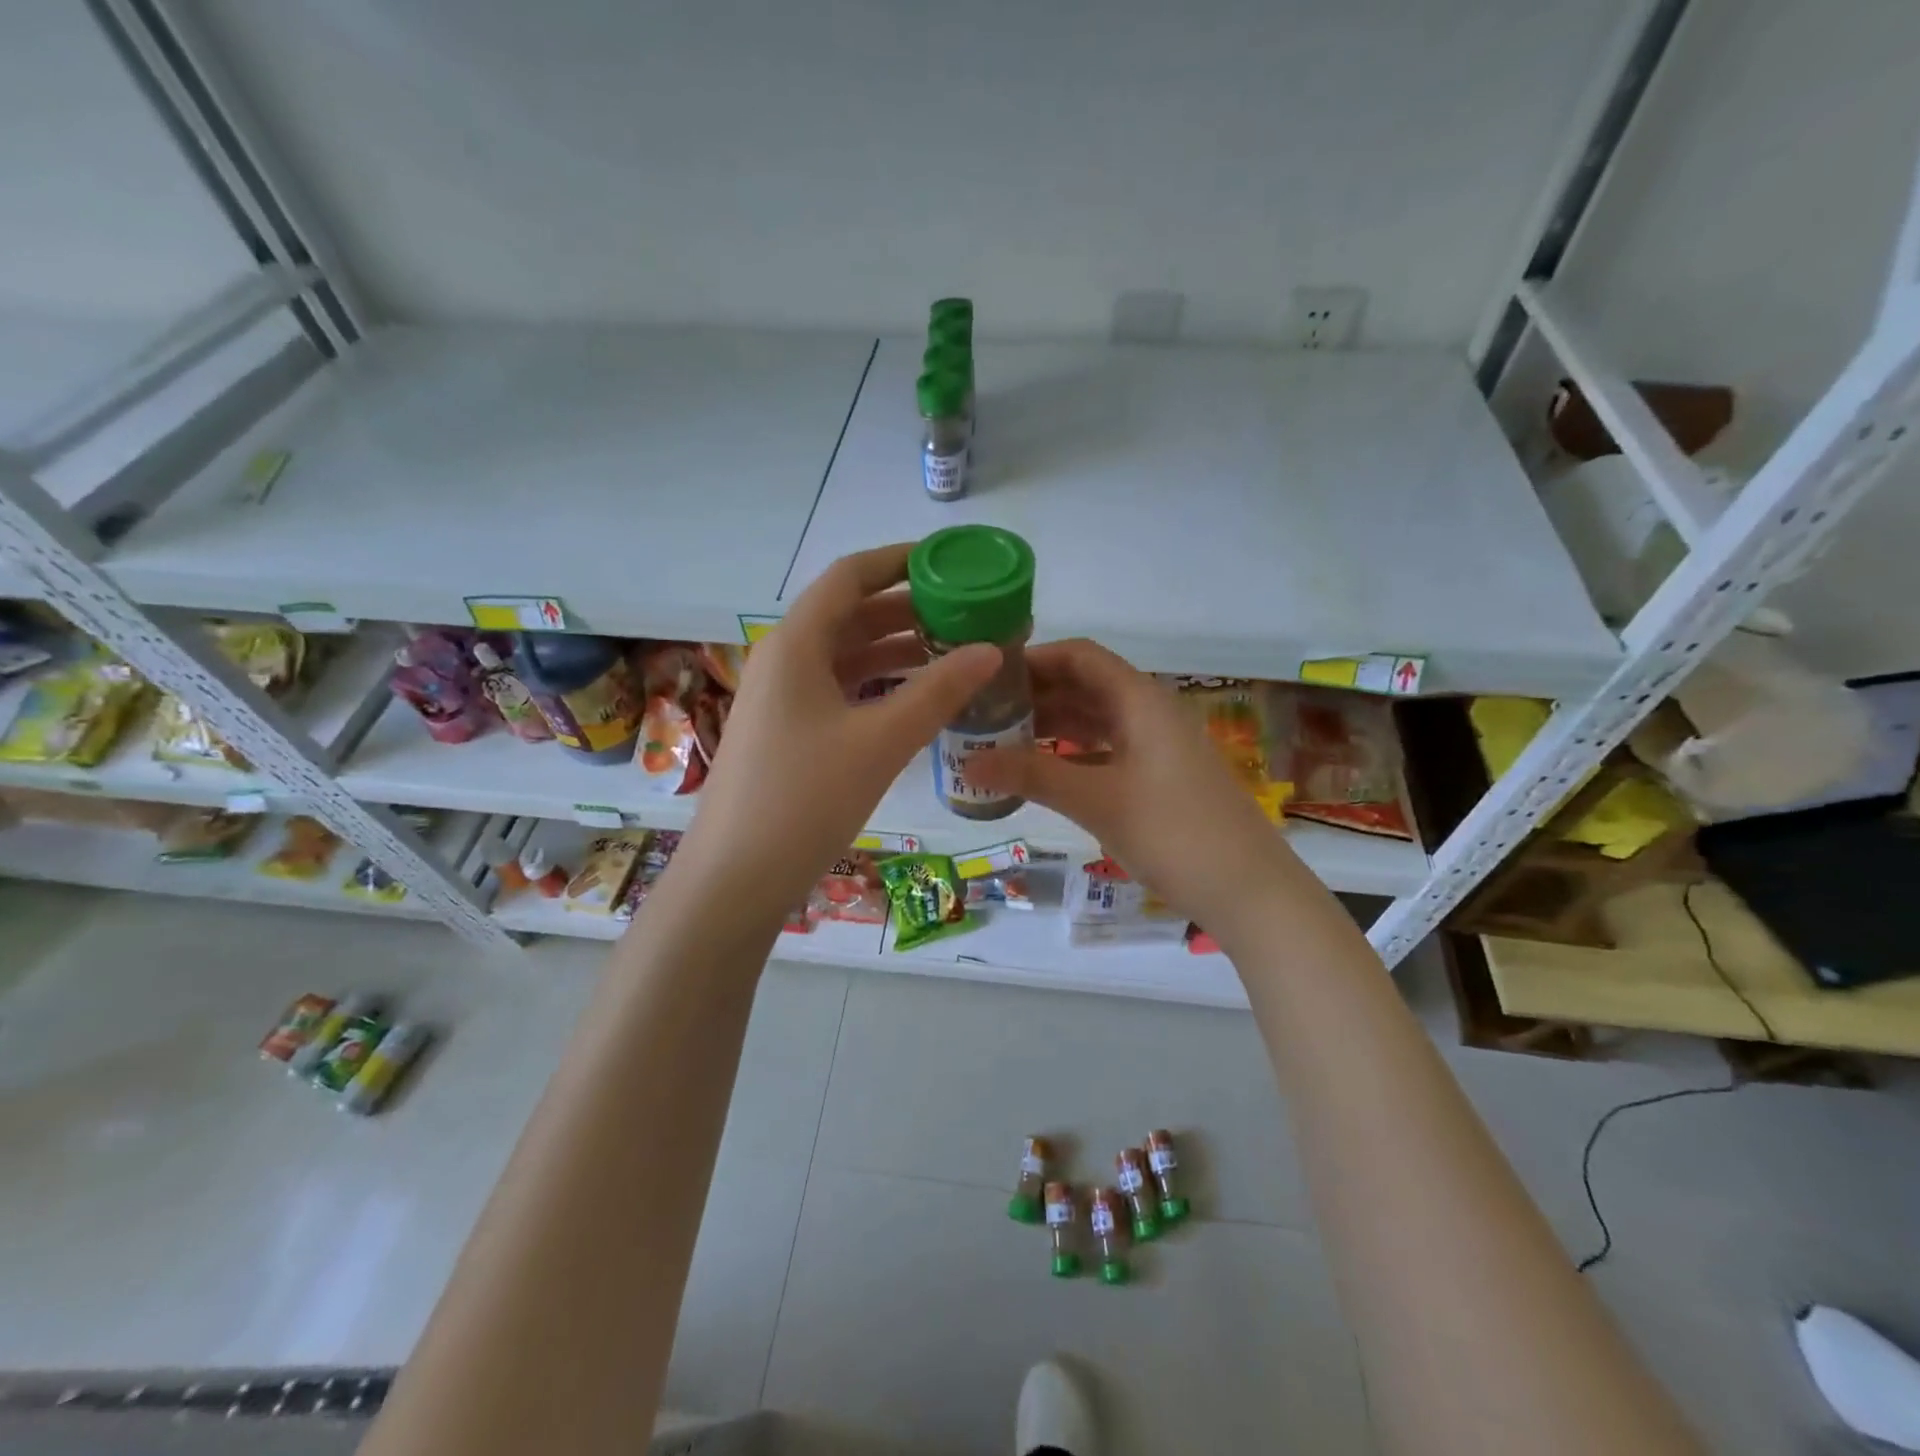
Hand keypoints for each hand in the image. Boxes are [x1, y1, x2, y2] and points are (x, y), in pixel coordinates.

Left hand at [674, 544, 1000, 923]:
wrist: (734, 878)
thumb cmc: (804, 799)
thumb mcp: (881, 742)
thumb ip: (938, 691)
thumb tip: (991, 649)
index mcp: (797, 644)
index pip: (850, 577)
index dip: (899, 561)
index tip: (948, 560)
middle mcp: (785, 659)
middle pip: (850, 615)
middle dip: (908, 609)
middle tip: (966, 614)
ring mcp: (782, 699)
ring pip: (846, 656)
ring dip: (896, 650)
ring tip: (954, 653)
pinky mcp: (787, 732)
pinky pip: (840, 690)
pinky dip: (879, 686)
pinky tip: (916, 699)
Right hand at [967, 639, 1296, 945]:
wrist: (1249, 891)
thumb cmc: (1174, 833)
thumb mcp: (1098, 801)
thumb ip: (1032, 776)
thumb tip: (967, 763)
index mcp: (1140, 700)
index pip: (1080, 656)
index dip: (1034, 658)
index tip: (987, 675)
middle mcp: (1149, 712)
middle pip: (1084, 686)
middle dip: (1034, 695)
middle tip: (981, 713)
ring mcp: (1156, 746)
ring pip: (1094, 720)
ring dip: (1050, 726)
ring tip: (998, 741)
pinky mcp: (1158, 777)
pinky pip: (1105, 750)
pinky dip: (1070, 755)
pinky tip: (1039, 773)